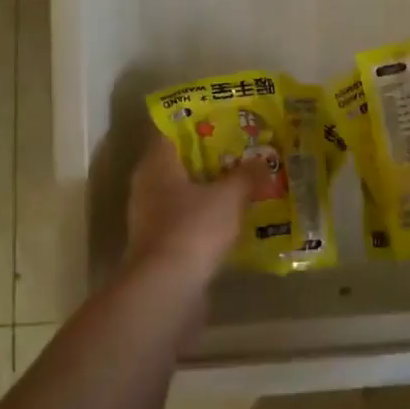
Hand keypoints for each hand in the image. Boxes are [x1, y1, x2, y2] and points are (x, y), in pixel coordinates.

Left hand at [124, 131, 267, 284]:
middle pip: (180, 162)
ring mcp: (151, 218)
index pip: (172, 131)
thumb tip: (261, 161)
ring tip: (244, 181)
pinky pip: (188, 219)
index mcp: (157, 164)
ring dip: (210, 188)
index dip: (198, 122)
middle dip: (211, 156)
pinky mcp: (161, 245)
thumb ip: (246, 175)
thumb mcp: (229, 197)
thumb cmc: (193, 229)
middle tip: (243, 149)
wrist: (166, 290)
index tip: (226, 118)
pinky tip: (234, 217)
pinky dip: (208, 216)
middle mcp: (148, 186)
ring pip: (184, 192)